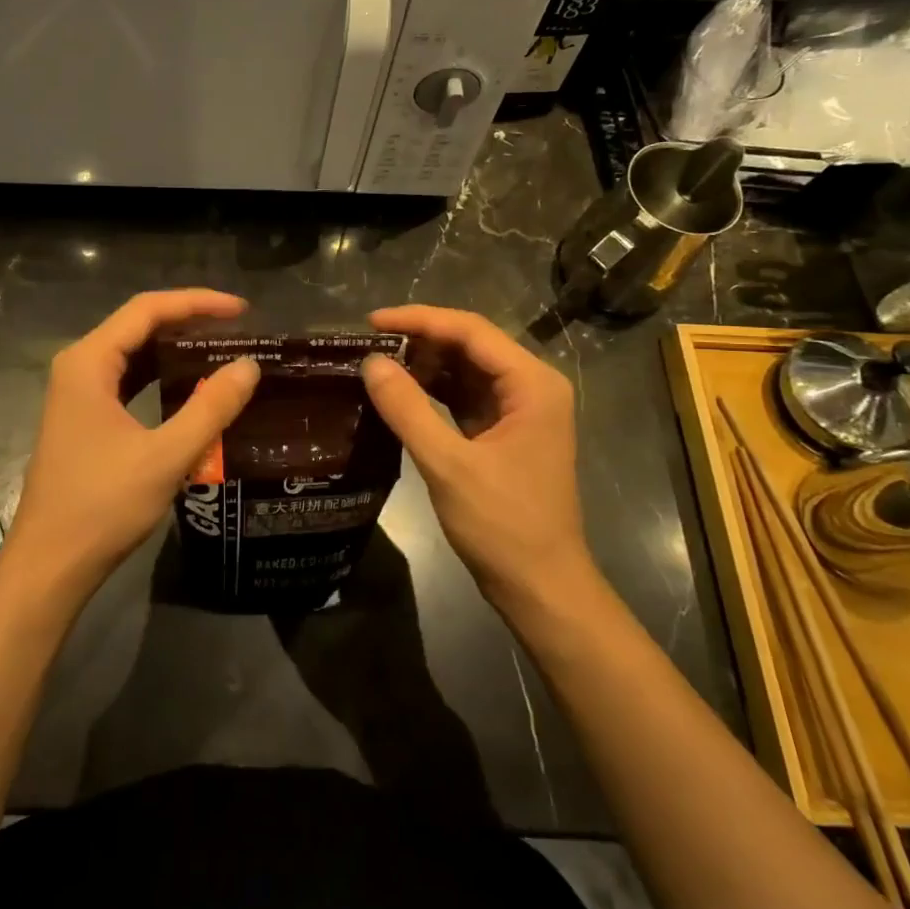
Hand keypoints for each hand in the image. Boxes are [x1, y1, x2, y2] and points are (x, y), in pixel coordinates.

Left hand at [1, 289, 260, 607]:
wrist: (50, 564)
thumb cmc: (103, 506)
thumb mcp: (166, 456)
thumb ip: (211, 408)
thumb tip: (249, 366)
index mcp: (89, 362)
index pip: (147, 310)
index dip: (197, 303)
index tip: (242, 310)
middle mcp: (78, 367)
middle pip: (138, 326)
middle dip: (188, 322)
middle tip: (238, 330)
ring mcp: (77, 394)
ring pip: (132, 354)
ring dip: (174, 349)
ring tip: (221, 351)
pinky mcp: (83, 418)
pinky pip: (127, 381)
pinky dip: (160, 377)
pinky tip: (189, 387)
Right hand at [360, 306, 595, 620]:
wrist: (541, 587)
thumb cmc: (503, 524)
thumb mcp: (448, 464)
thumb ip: (407, 409)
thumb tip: (370, 362)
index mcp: (532, 384)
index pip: (471, 330)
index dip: (419, 320)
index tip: (371, 322)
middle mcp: (531, 387)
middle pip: (470, 345)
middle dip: (420, 341)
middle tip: (368, 344)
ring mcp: (519, 411)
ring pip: (466, 370)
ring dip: (424, 365)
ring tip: (377, 364)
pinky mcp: (504, 433)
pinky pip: (465, 397)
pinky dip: (433, 392)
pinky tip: (399, 393)